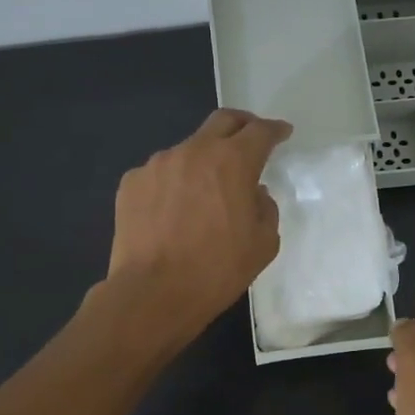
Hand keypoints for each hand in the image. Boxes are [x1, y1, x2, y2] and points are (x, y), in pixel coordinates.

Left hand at [106, 108, 291, 341]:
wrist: (153, 293)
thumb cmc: (217, 270)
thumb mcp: (263, 244)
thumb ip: (265, 208)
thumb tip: (254, 193)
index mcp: (233, 162)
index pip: (260, 131)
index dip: (275, 130)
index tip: (282, 133)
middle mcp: (193, 151)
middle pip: (222, 121)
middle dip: (242, 125)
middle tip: (251, 138)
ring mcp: (157, 164)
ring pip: (188, 150)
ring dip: (204, 161)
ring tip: (206, 190)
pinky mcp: (132, 183)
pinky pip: (161, 174)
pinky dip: (174, 183)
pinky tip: (174, 211)